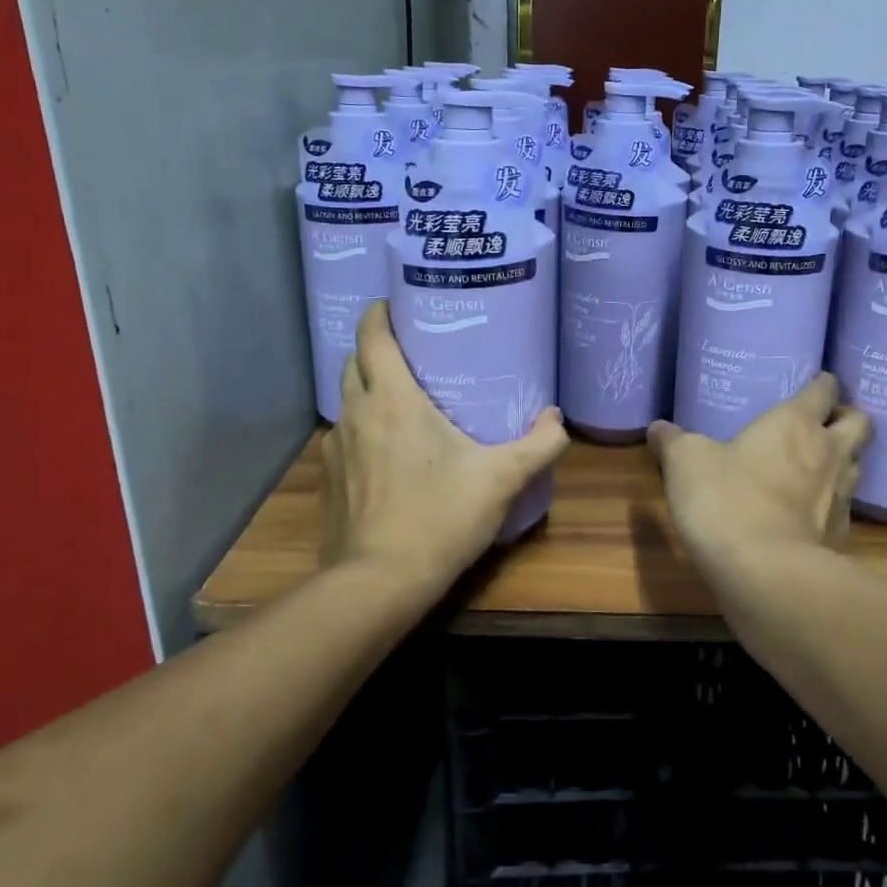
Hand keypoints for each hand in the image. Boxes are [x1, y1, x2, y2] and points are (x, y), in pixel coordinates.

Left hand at [319, 301, 567, 591]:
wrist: (380, 582)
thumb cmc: (440, 516)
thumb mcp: (502, 478)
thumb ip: (539, 444)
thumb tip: (557, 419)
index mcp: (393, 400)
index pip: (372, 336)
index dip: (379, 313)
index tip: (396, 304)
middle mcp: (356, 414)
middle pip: (353, 363)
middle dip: (374, 349)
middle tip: (411, 351)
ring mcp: (336, 449)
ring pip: (346, 402)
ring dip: (366, 390)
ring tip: (400, 399)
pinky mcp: (329, 481)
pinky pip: (343, 438)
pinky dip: (361, 430)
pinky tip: (385, 452)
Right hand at [647, 374, 872, 565]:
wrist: (766, 575)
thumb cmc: (726, 500)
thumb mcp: (685, 463)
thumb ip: (672, 441)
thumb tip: (657, 428)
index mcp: (795, 423)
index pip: (824, 389)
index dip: (821, 384)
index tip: (813, 385)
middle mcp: (828, 453)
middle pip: (861, 423)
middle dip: (847, 419)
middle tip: (824, 425)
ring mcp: (842, 497)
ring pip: (858, 465)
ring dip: (844, 461)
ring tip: (817, 467)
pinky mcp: (842, 537)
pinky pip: (845, 510)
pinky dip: (832, 507)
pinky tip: (809, 515)